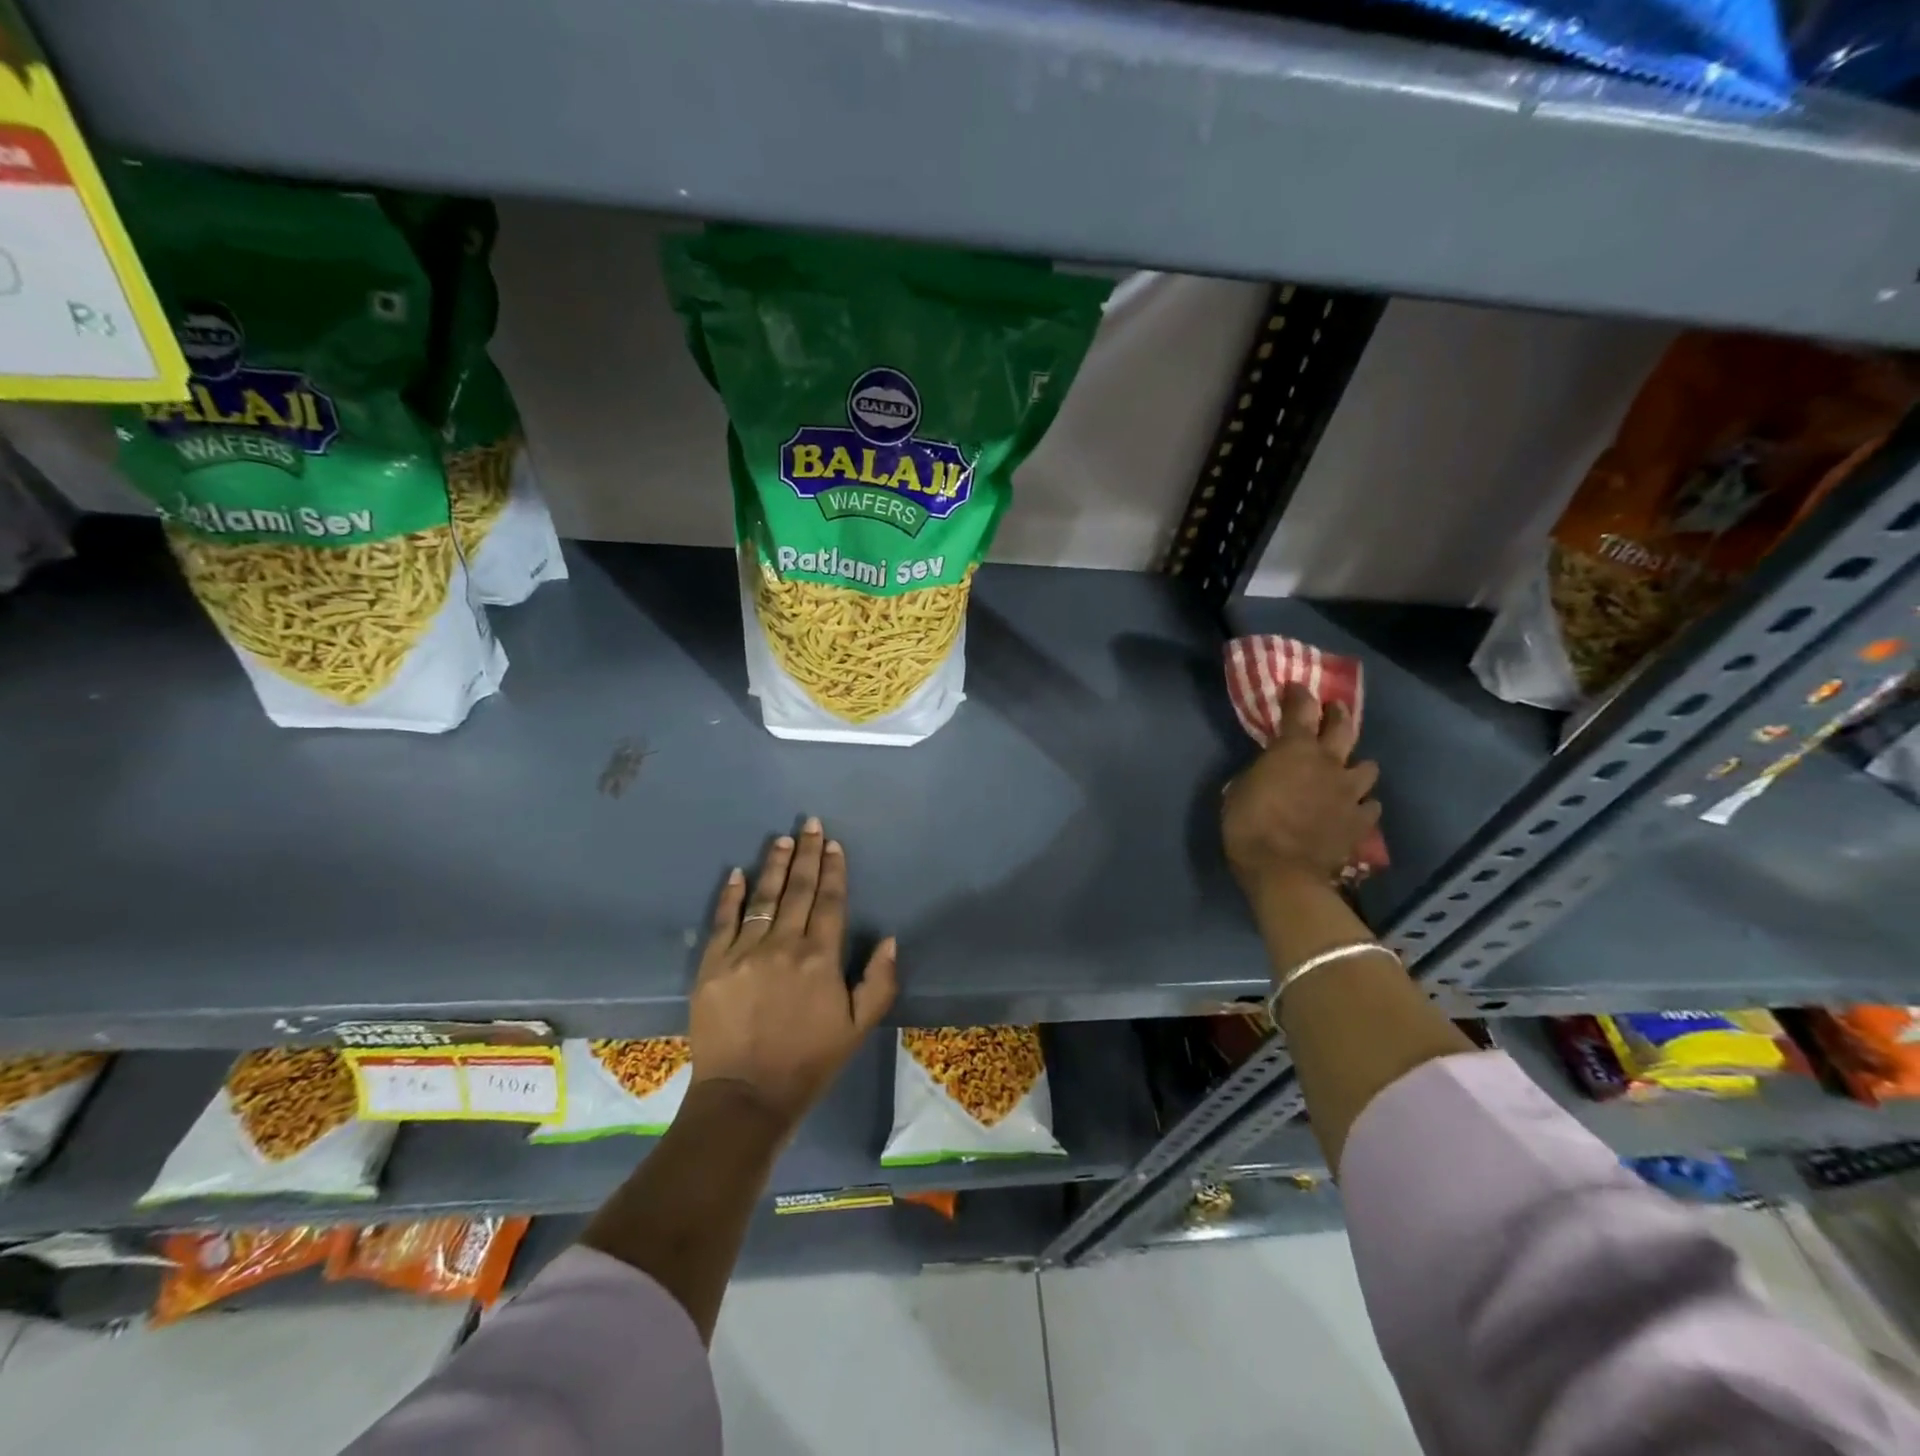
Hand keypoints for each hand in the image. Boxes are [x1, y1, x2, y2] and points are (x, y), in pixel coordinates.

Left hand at [688, 817, 897, 1136]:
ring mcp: (744, 952)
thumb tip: (890, 939)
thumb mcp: (858, 1028)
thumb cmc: (808, 1062)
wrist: (745, 1097)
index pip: (830, 902)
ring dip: (773, 865)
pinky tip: (736, 873)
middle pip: (798, 890)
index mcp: (821, 958)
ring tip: (781, 839)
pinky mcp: (713, 965)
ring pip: (763, 898)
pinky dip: (730, 895)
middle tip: (809, 824)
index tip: (833, 844)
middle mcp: (784, 945)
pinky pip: (723, 921)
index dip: (833, 870)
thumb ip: (879, 982)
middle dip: (806, 854)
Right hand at [1221, 685, 1380, 889]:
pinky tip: (1353, 809)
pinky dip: (1362, 804)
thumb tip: (1269, 772)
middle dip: (1338, 715)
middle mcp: (1329, 763)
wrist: (1283, 871)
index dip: (1298, 695)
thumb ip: (1260, 773)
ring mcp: (1350, 792)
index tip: (1295, 688)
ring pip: (1367, 767)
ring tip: (1348, 771)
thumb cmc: (1248, 826)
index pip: (1300, 709)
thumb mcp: (1238, 790)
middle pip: (1343, 727)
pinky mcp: (1360, 821)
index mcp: (1294, 750)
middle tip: (1333, 711)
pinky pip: (1370, 805)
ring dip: (1356, 766)